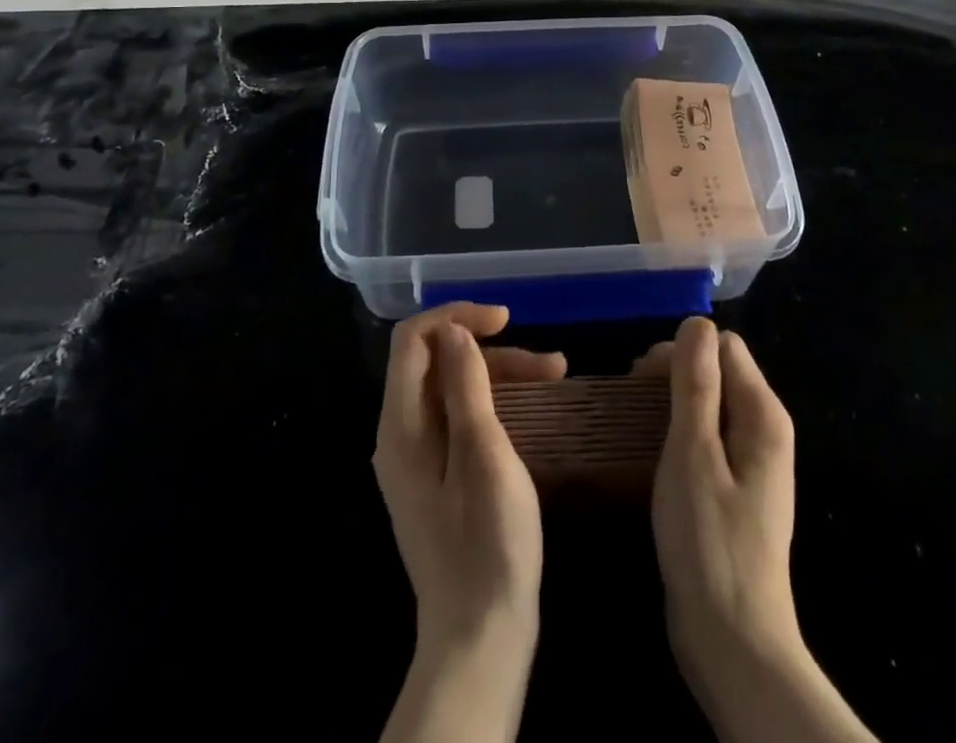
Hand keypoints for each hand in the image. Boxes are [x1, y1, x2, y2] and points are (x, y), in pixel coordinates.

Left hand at [374, 300, 561, 647]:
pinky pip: (459, 416)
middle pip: (436, 362)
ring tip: (556, 376)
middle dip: (490, 350)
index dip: (456, 316)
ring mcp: (417, 457)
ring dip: (500, 374)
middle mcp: (400, 434)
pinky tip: (533, 407)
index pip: (412, 340)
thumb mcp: (484, 455)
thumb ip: (465, 386)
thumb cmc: (488, 545)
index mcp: (401, 426)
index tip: (506, 320)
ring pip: (452, 388)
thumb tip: (453, 330)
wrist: (480, 638)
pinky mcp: (437, 476)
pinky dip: (494, 402)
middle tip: (548, 364)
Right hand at [640, 317, 799, 667]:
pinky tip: (654, 453)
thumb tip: (697, 322)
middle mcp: (765, 429)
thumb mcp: (693, 453)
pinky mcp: (737, 489)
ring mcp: (753, 462)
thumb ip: (697, 383)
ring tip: (636, 424)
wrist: (733, 642)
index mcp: (762, 414)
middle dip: (674, 374)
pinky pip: (709, 437)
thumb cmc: (709, 541)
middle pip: (719, 371)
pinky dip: (681, 433)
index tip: (641, 378)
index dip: (682, 351)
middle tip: (631, 400)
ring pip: (711, 404)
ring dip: (673, 403)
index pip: (724, 346)